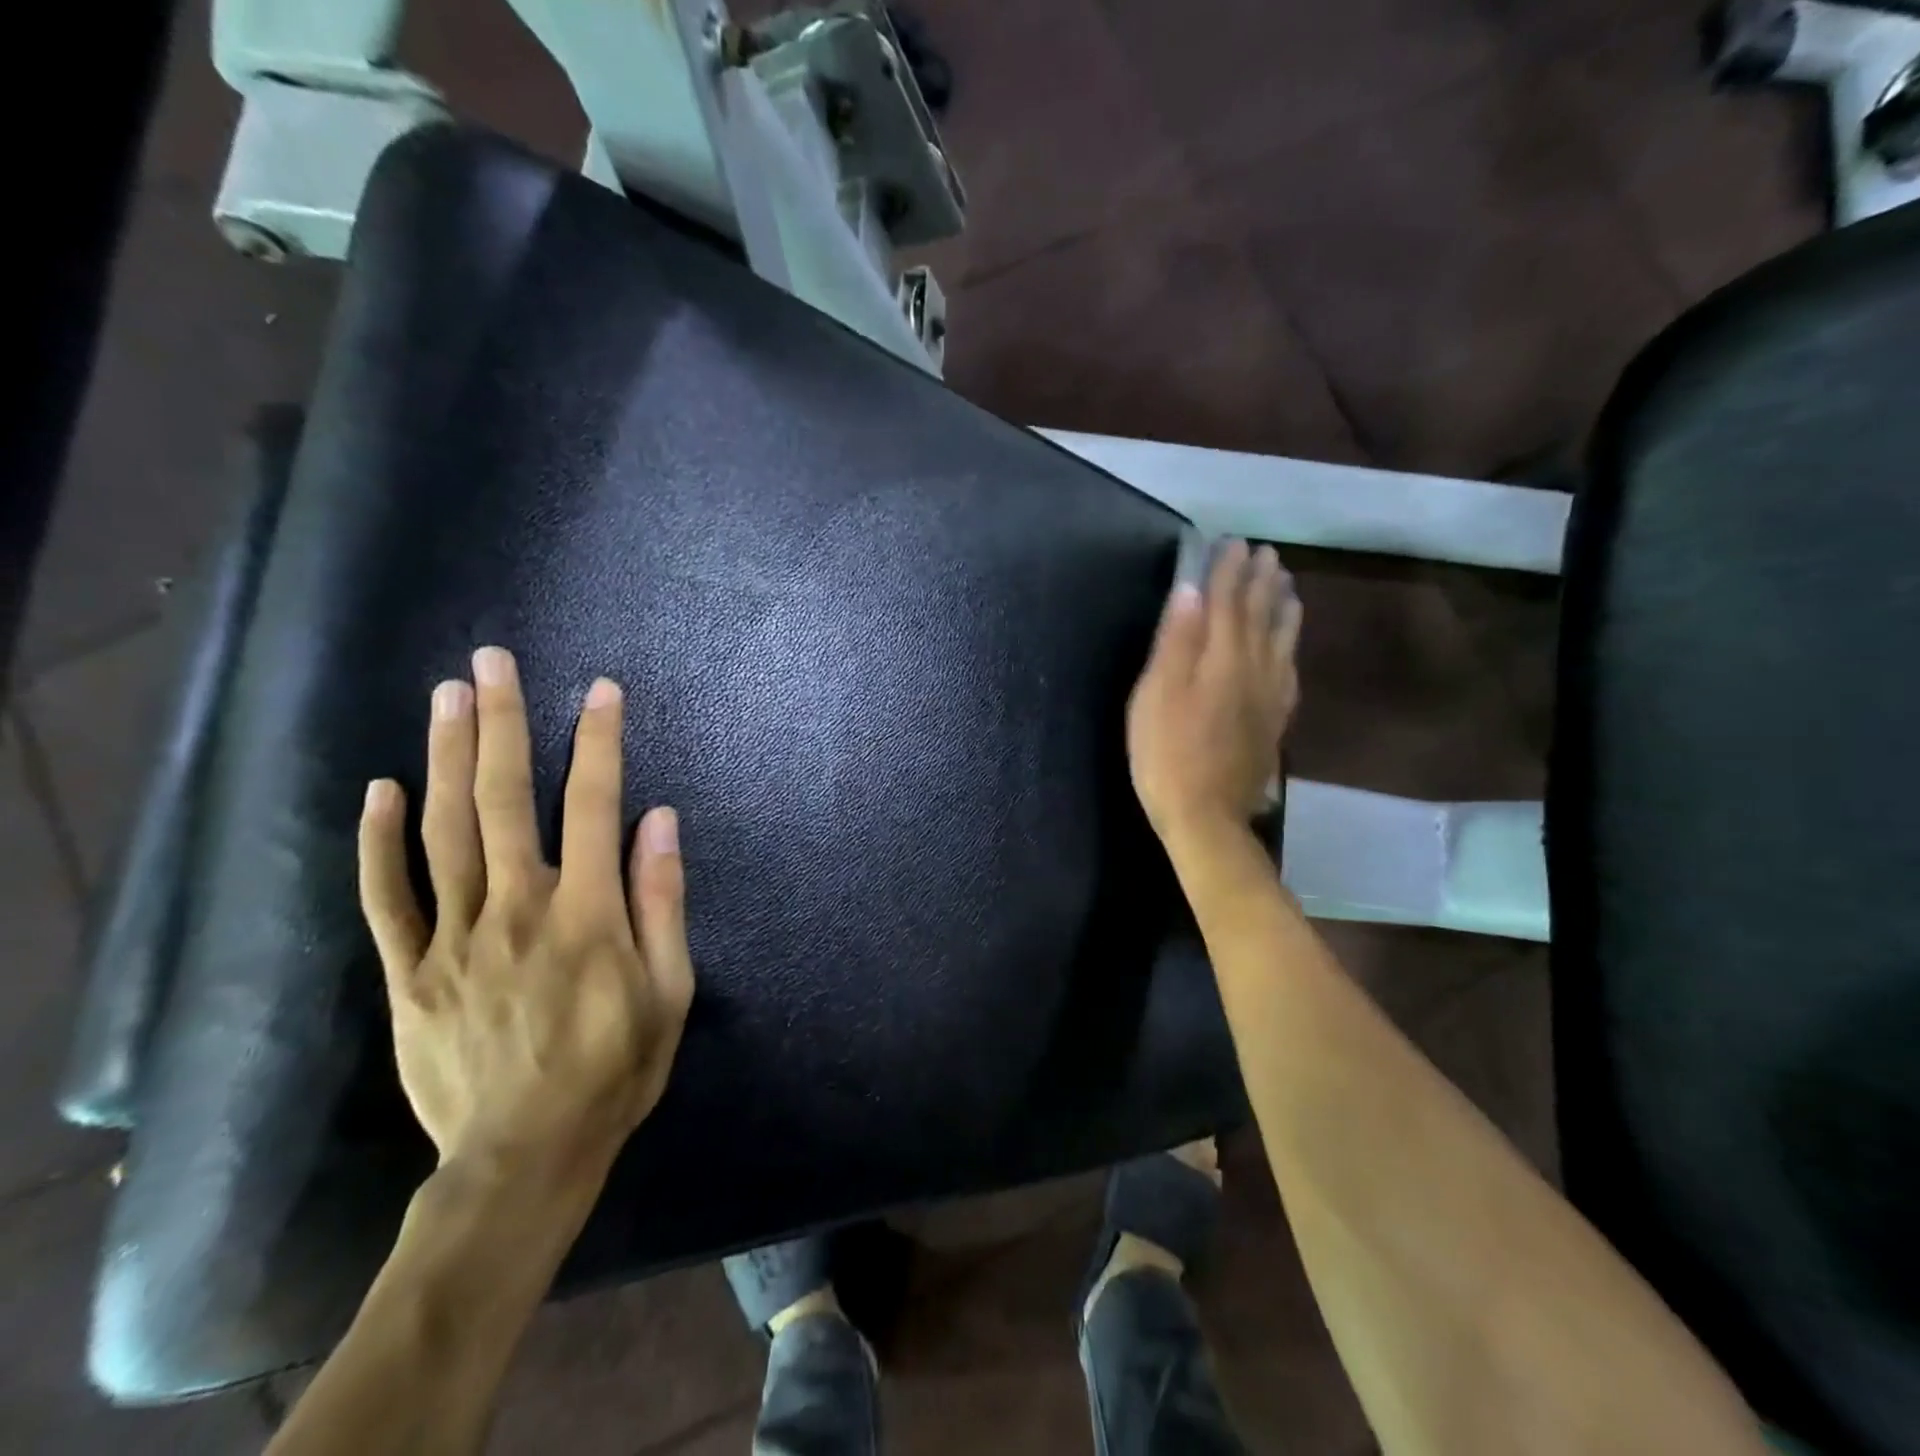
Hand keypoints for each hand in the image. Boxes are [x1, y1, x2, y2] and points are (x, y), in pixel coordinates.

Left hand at [357, 646, 694, 1186]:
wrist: (523, 1157)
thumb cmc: (615, 1070)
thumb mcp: (671, 990)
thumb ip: (663, 900)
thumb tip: (661, 820)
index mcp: (588, 912)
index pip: (596, 805)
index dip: (600, 742)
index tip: (601, 690)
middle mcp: (518, 906)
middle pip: (505, 798)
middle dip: (503, 723)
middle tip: (492, 662)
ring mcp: (454, 936)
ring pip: (445, 830)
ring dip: (447, 757)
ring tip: (447, 696)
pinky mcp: (410, 971)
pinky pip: (387, 896)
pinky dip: (379, 840)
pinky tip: (381, 789)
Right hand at [1127, 539, 1302, 844]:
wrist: (1206, 816)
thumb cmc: (1167, 754)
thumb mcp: (1156, 695)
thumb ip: (1176, 641)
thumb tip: (1190, 590)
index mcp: (1221, 658)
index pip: (1227, 602)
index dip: (1228, 570)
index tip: (1233, 541)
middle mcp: (1254, 669)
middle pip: (1260, 615)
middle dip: (1261, 581)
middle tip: (1266, 553)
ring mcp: (1269, 696)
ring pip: (1282, 640)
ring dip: (1283, 607)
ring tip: (1286, 584)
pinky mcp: (1273, 721)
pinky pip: (1289, 671)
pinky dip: (1290, 647)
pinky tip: (1289, 647)